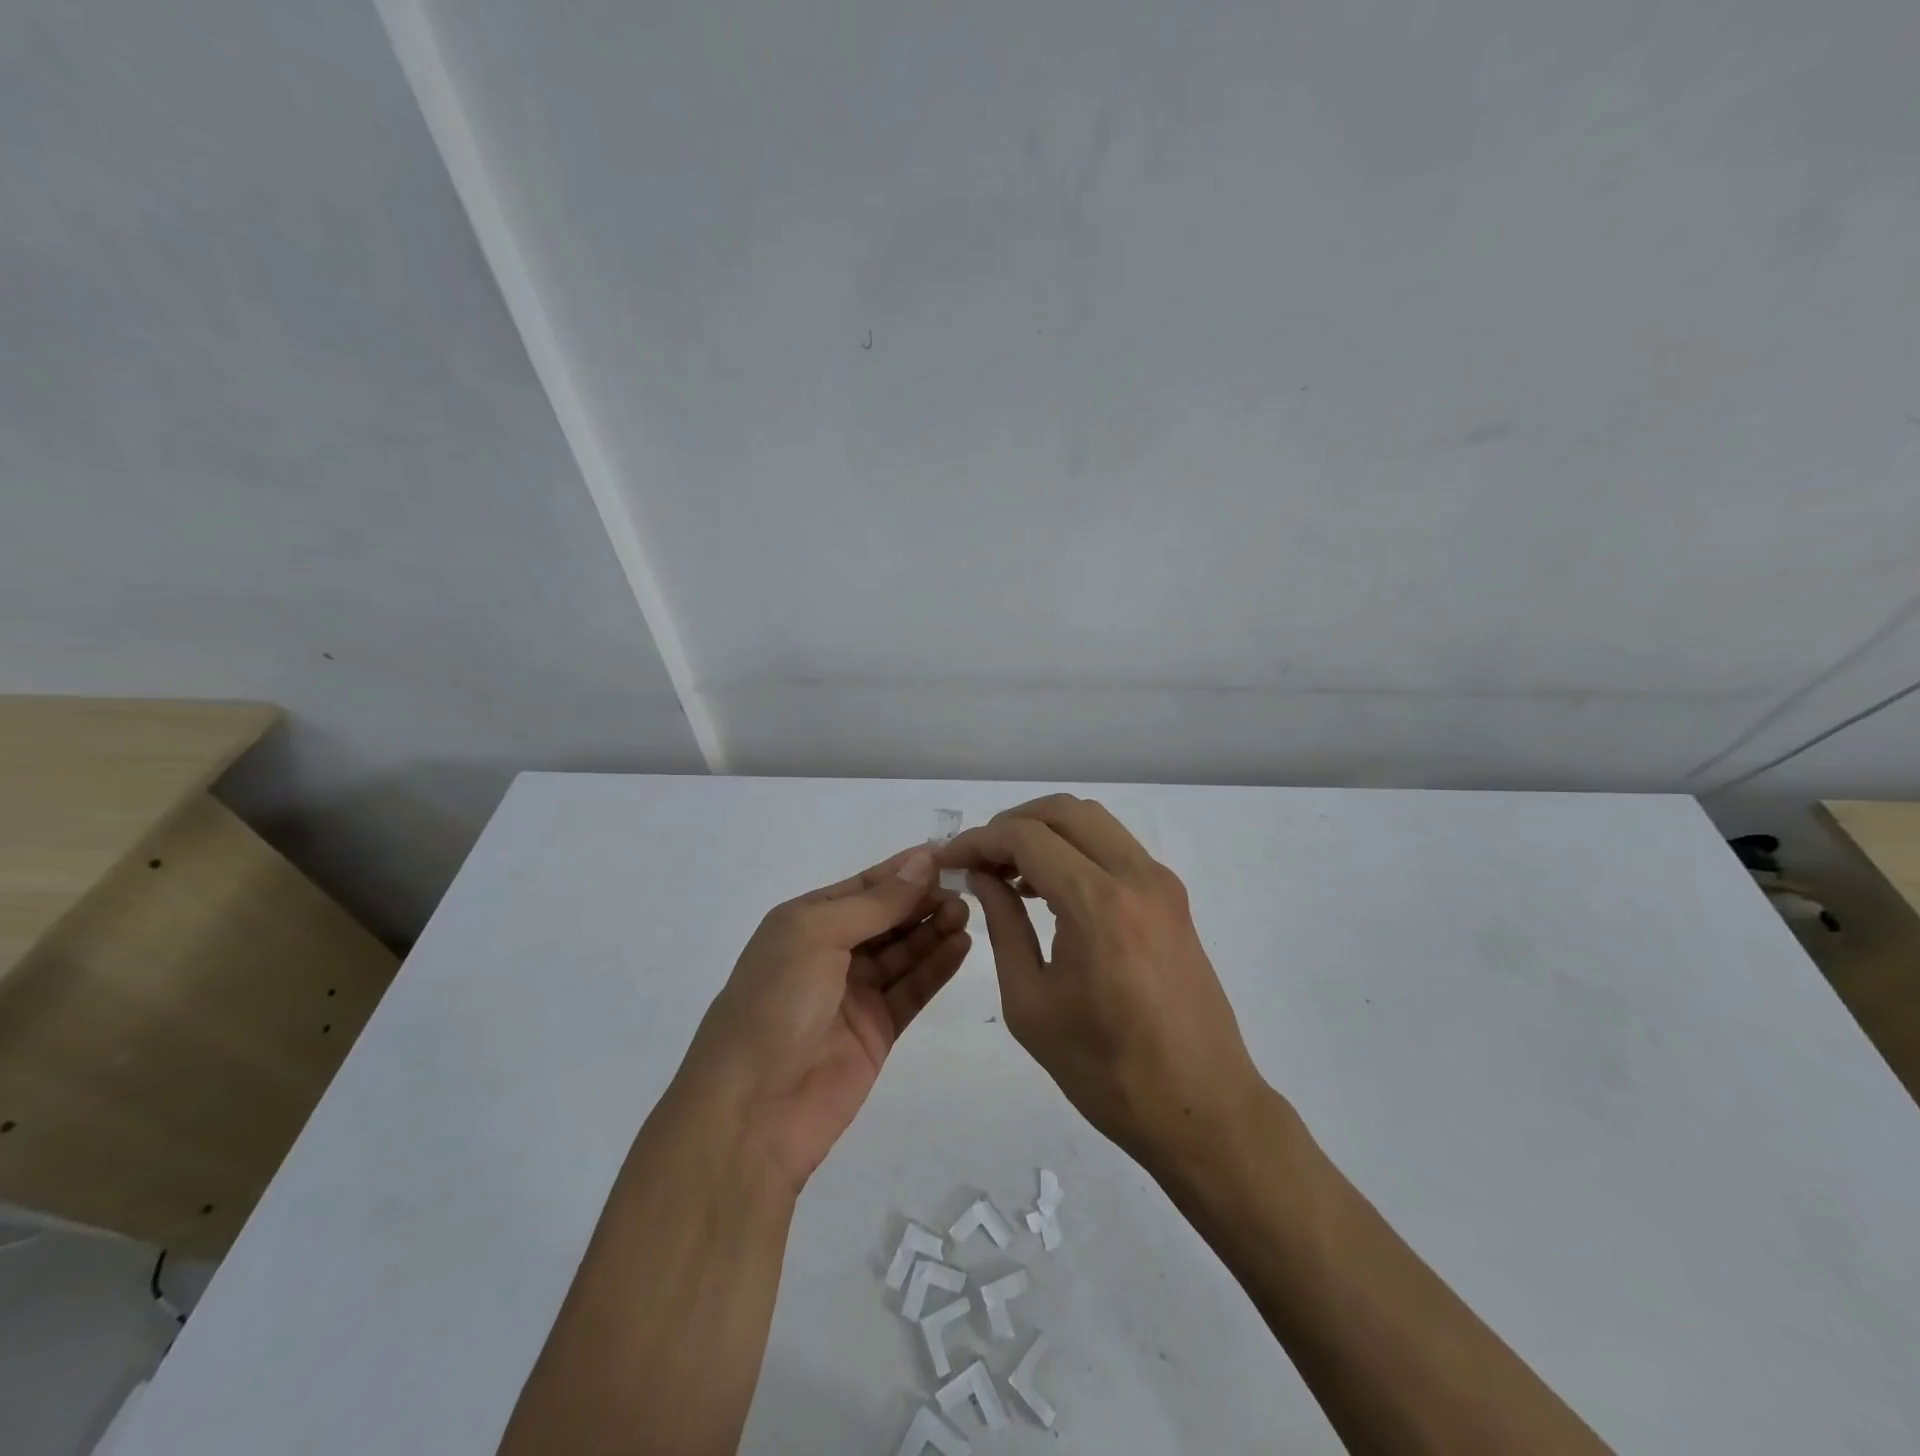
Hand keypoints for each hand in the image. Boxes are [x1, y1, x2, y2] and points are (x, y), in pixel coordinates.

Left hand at [679, 847, 970, 1195]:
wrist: (751, 1110)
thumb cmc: (775, 1002)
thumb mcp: (817, 935)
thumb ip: (875, 903)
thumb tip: (922, 861)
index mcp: (807, 921)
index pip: (866, 885)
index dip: (905, 870)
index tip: (948, 855)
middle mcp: (831, 952)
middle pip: (889, 917)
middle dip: (923, 901)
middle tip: (965, 890)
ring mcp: (855, 993)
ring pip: (904, 952)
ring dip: (934, 930)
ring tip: (967, 914)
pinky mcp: (877, 1030)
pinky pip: (912, 989)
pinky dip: (936, 968)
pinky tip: (962, 946)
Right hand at [937, 795, 1261, 1171]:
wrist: (1202, 1108)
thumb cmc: (1106, 1071)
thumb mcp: (1031, 1004)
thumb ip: (1003, 926)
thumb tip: (982, 876)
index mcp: (1097, 904)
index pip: (1026, 837)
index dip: (978, 841)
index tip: (948, 861)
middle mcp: (1135, 876)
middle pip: (1062, 811)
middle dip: (1011, 823)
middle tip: (978, 861)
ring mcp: (1160, 883)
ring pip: (1093, 821)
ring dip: (1045, 832)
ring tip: (1008, 875)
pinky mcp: (1172, 898)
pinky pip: (1115, 848)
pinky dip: (1076, 849)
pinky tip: (1049, 888)